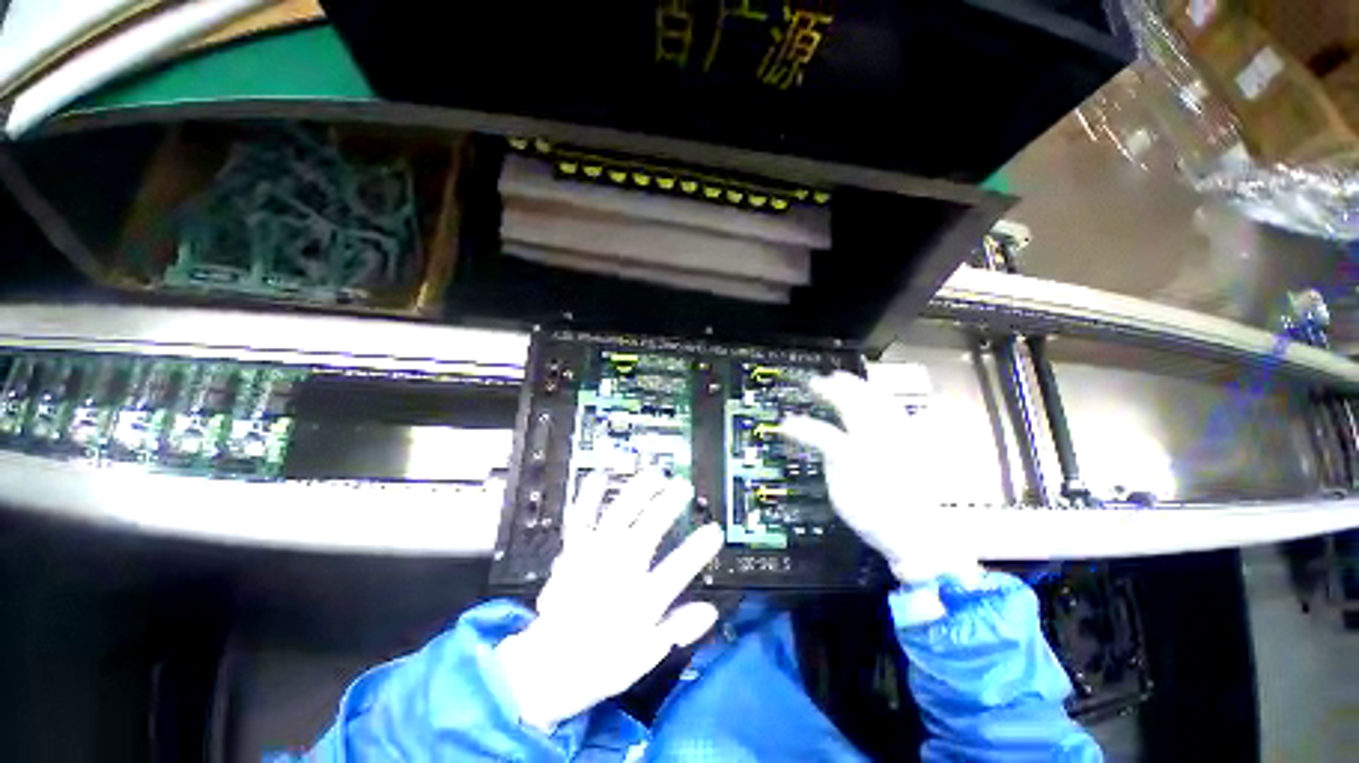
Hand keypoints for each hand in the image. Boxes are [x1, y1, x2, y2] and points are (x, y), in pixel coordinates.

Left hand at [495, 471, 723, 731]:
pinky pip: (581, 518)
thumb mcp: (645, 655)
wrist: (547, 666)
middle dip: (667, 506)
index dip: (698, 549)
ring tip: (656, 473)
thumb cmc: (602, 661)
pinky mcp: (573, 551)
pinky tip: (600, 474)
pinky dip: (589, 495)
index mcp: (638, 602)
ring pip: (618, 517)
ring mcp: (592, 557)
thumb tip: (711, 611)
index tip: (714, 530)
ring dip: (637, 493)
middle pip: (647, 532)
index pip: (676, 571)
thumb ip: (677, 630)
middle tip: (684, 486)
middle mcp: (616, 573)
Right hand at [781, 371, 980, 584]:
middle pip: (854, 407)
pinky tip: (870, 392)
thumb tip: (826, 445)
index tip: (786, 424)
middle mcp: (880, 444)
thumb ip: (832, 465)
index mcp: (858, 461)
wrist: (919, 535)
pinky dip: (879, 396)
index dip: (801, 427)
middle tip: (816, 383)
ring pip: (877, 402)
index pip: (823, 436)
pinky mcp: (913, 442)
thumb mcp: (843, 499)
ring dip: (856, 386)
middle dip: (832, 391)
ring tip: (840, 377)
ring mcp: (900, 440)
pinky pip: (896, 409)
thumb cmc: (875, 520)